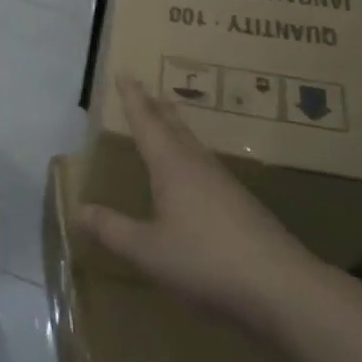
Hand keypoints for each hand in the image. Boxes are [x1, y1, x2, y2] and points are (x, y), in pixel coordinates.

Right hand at [75, 77, 325, 336]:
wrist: (283, 289)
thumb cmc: (205, 261)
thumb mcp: (147, 250)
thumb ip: (112, 229)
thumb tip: (78, 209)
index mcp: (173, 167)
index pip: (147, 123)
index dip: (133, 98)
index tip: (125, 73)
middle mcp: (200, 167)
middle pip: (176, 128)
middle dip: (158, 109)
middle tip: (147, 92)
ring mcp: (227, 187)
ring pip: (195, 148)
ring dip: (177, 133)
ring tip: (167, 128)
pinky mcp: (244, 209)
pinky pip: (208, 171)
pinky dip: (191, 162)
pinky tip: (194, 181)